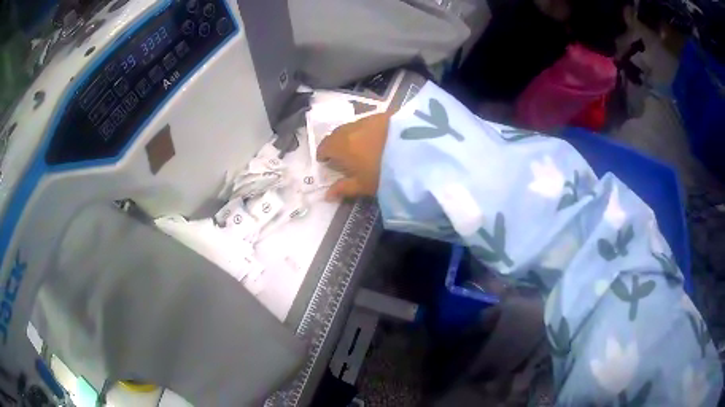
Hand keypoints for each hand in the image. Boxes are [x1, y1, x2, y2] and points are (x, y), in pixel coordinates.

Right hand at [316, 112, 391, 199]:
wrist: (415, 151)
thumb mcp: (363, 185)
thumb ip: (343, 188)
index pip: (324, 146)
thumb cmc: (383, 173)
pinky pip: (369, 122)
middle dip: (336, 143)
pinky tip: (376, 137)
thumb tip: (326, 195)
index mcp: (340, 145)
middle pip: (337, 134)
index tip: (326, 161)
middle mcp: (350, 128)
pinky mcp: (384, 115)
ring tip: (360, 146)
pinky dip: (367, 130)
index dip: (323, 154)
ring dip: (351, 135)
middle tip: (342, 154)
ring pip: (353, 126)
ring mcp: (368, 119)